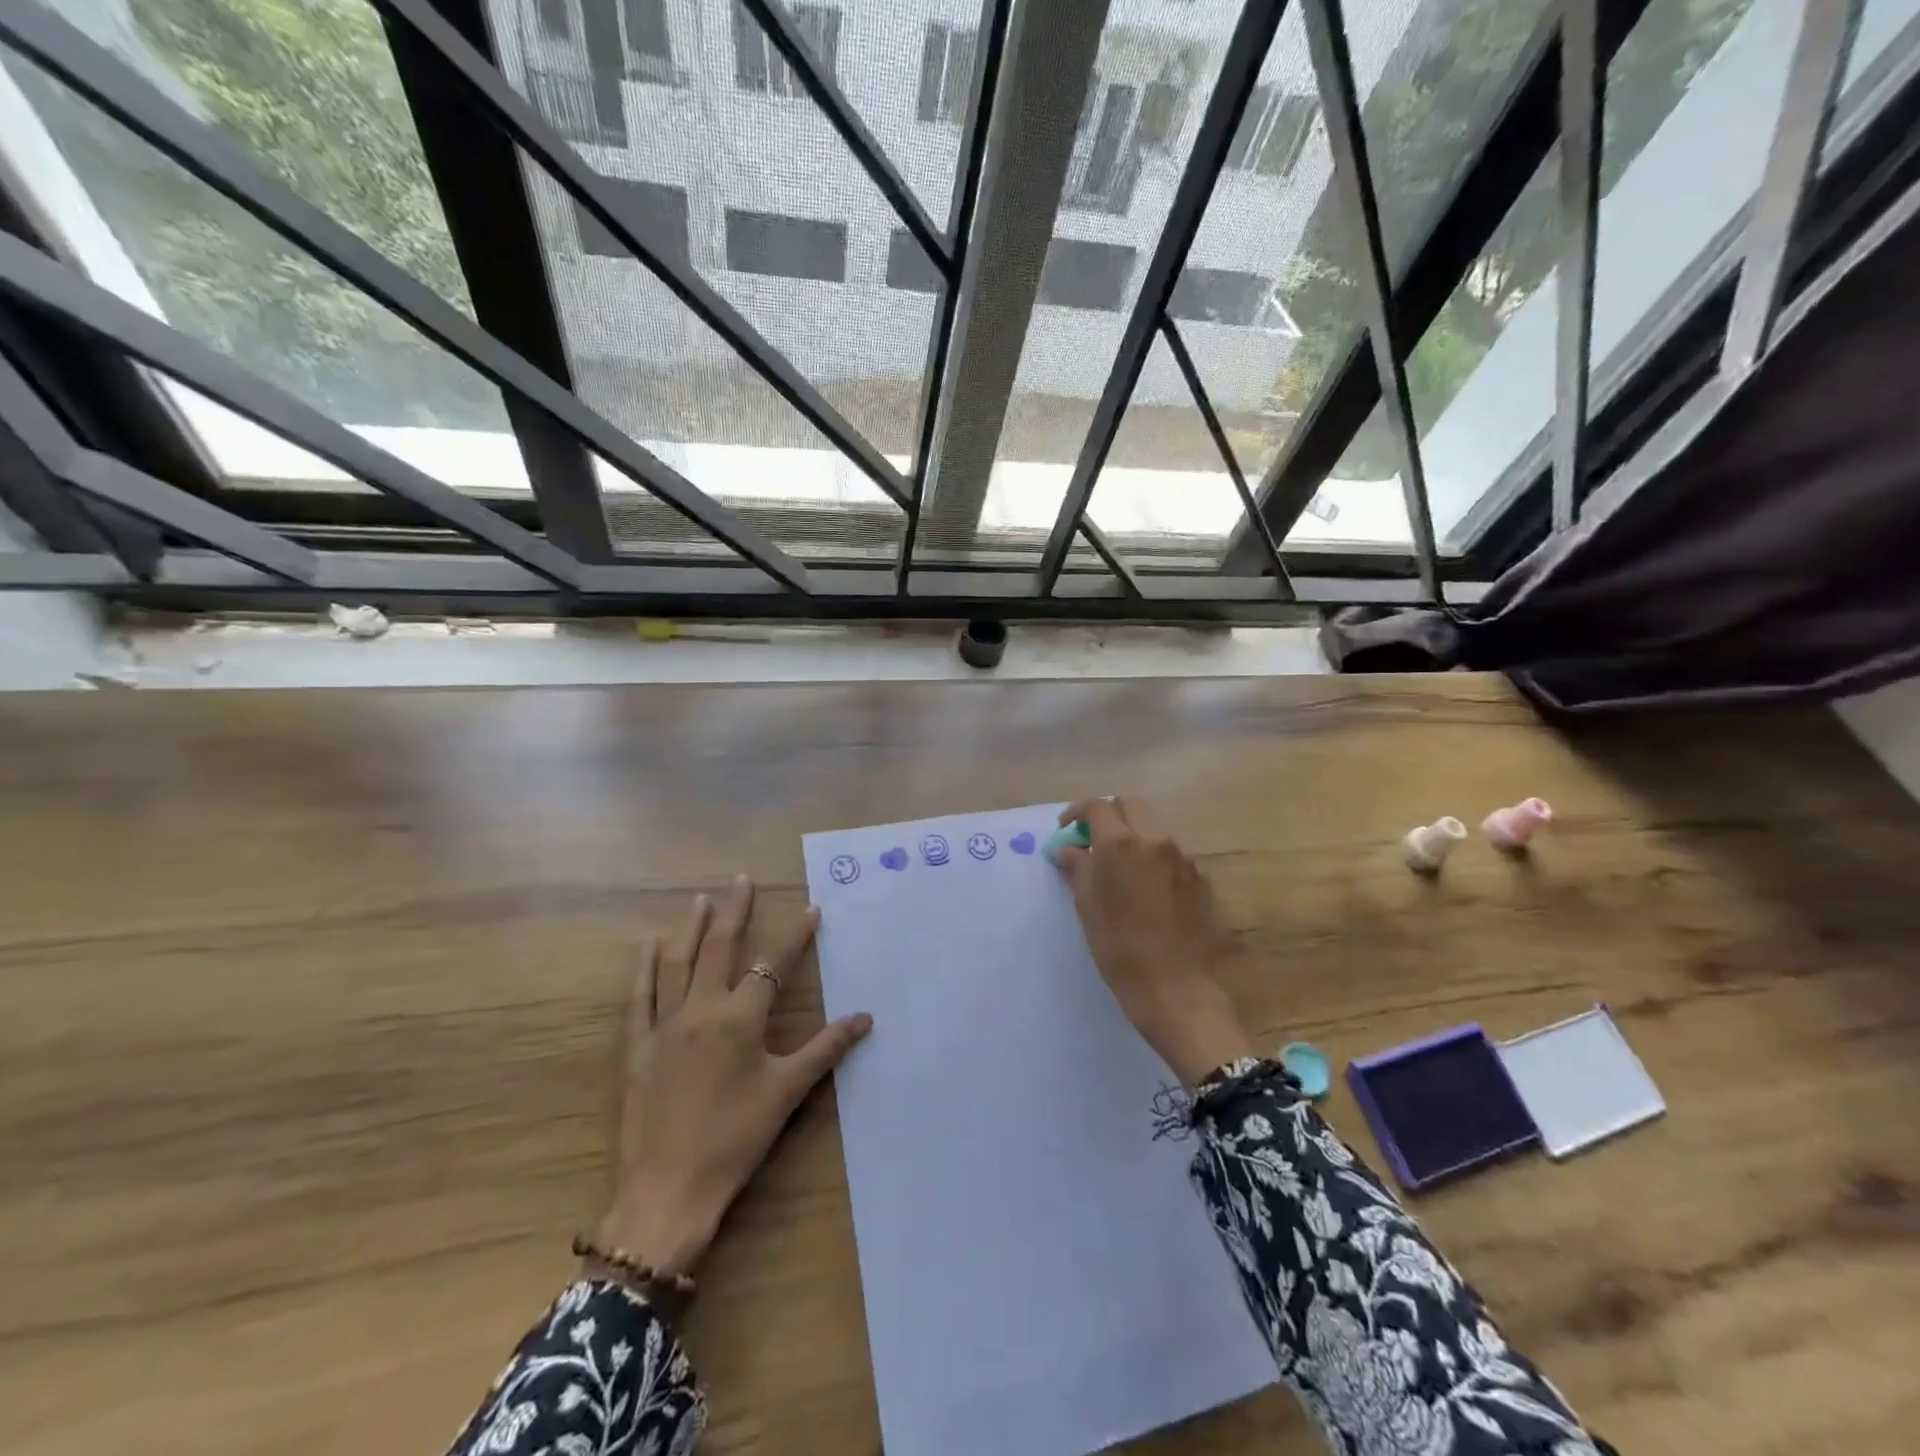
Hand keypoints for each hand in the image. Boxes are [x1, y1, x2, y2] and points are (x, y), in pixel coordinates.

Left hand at [592, 876, 871, 1279]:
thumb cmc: (735, 1139)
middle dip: (735, 911)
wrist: (667, 1190)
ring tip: (700, 898)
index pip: (774, 964)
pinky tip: (648, 944)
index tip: (811, 909)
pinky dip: (644, 967)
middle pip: (720, 948)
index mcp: (741, 1018)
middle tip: (742, 880)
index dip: (796, 936)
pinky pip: (639, 996)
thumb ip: (826, 1049)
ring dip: (691, 927)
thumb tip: (866, 1018)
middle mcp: (702, 1009)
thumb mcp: (788, 1092)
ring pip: (678, 962)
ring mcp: (665, 1024)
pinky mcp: (637, 1046)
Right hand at [1055, 800, 1255, 1086]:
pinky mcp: (1199, 877)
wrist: (1174, 987)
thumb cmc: (1119, 948)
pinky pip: (1170, 853)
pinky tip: (1145, 888)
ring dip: (1133, 836)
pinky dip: (1153, 857)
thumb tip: (1068, 848)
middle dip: (1108, 816)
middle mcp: (1154, 840)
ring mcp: (1181, 857)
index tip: (1066, 830)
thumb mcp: (1087, 906)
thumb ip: (1077, 868)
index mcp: (1121, 844)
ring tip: (1119, 867)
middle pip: (1129, 806)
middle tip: (1093, 842)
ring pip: (1153, 827)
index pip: (1097, 807)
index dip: (1077, 813)